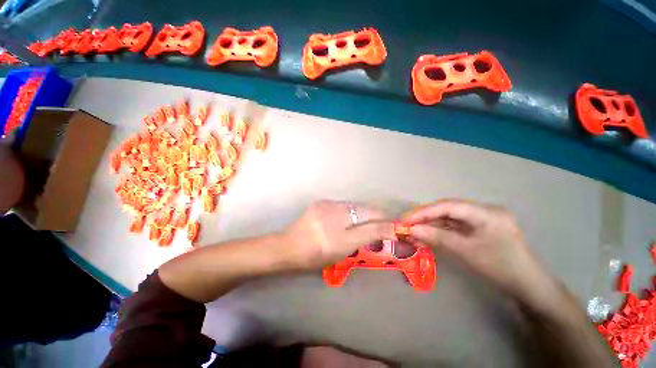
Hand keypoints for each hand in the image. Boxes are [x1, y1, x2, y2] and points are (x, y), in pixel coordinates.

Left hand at [283, 200, 396, 268]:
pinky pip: (343, 205)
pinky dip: (351, 211)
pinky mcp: (321, 203)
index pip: (372, 220)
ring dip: (364, 213)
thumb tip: (387, 228)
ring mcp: (327, 205)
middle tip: (383, 225)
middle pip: (364, 210)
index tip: (396, 226)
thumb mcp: (343, 249)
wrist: (288, 247)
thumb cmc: (316, 255)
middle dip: (377, 216)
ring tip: (367, 222)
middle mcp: (336, 211)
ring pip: (354, 206)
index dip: (386, 222)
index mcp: (341, 226)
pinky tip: (348, 219)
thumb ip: (367, 236)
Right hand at [403, 199, 548, 297]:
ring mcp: (479, 221)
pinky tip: (425, 238)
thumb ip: (438, 238)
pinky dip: (438, 232)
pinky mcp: (476, 230)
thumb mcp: (468, 252)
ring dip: (429, 226)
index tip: (406, 219)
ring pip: (447, 219)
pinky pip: (453, 228)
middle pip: (446, 210)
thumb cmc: (502, 268)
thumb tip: (412, 230)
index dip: (425, 211)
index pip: (449, 206)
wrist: (528, 287)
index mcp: (486, 212)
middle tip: (406, 224)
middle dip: (424, 217)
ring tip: (412, 233)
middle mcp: (482, 211)